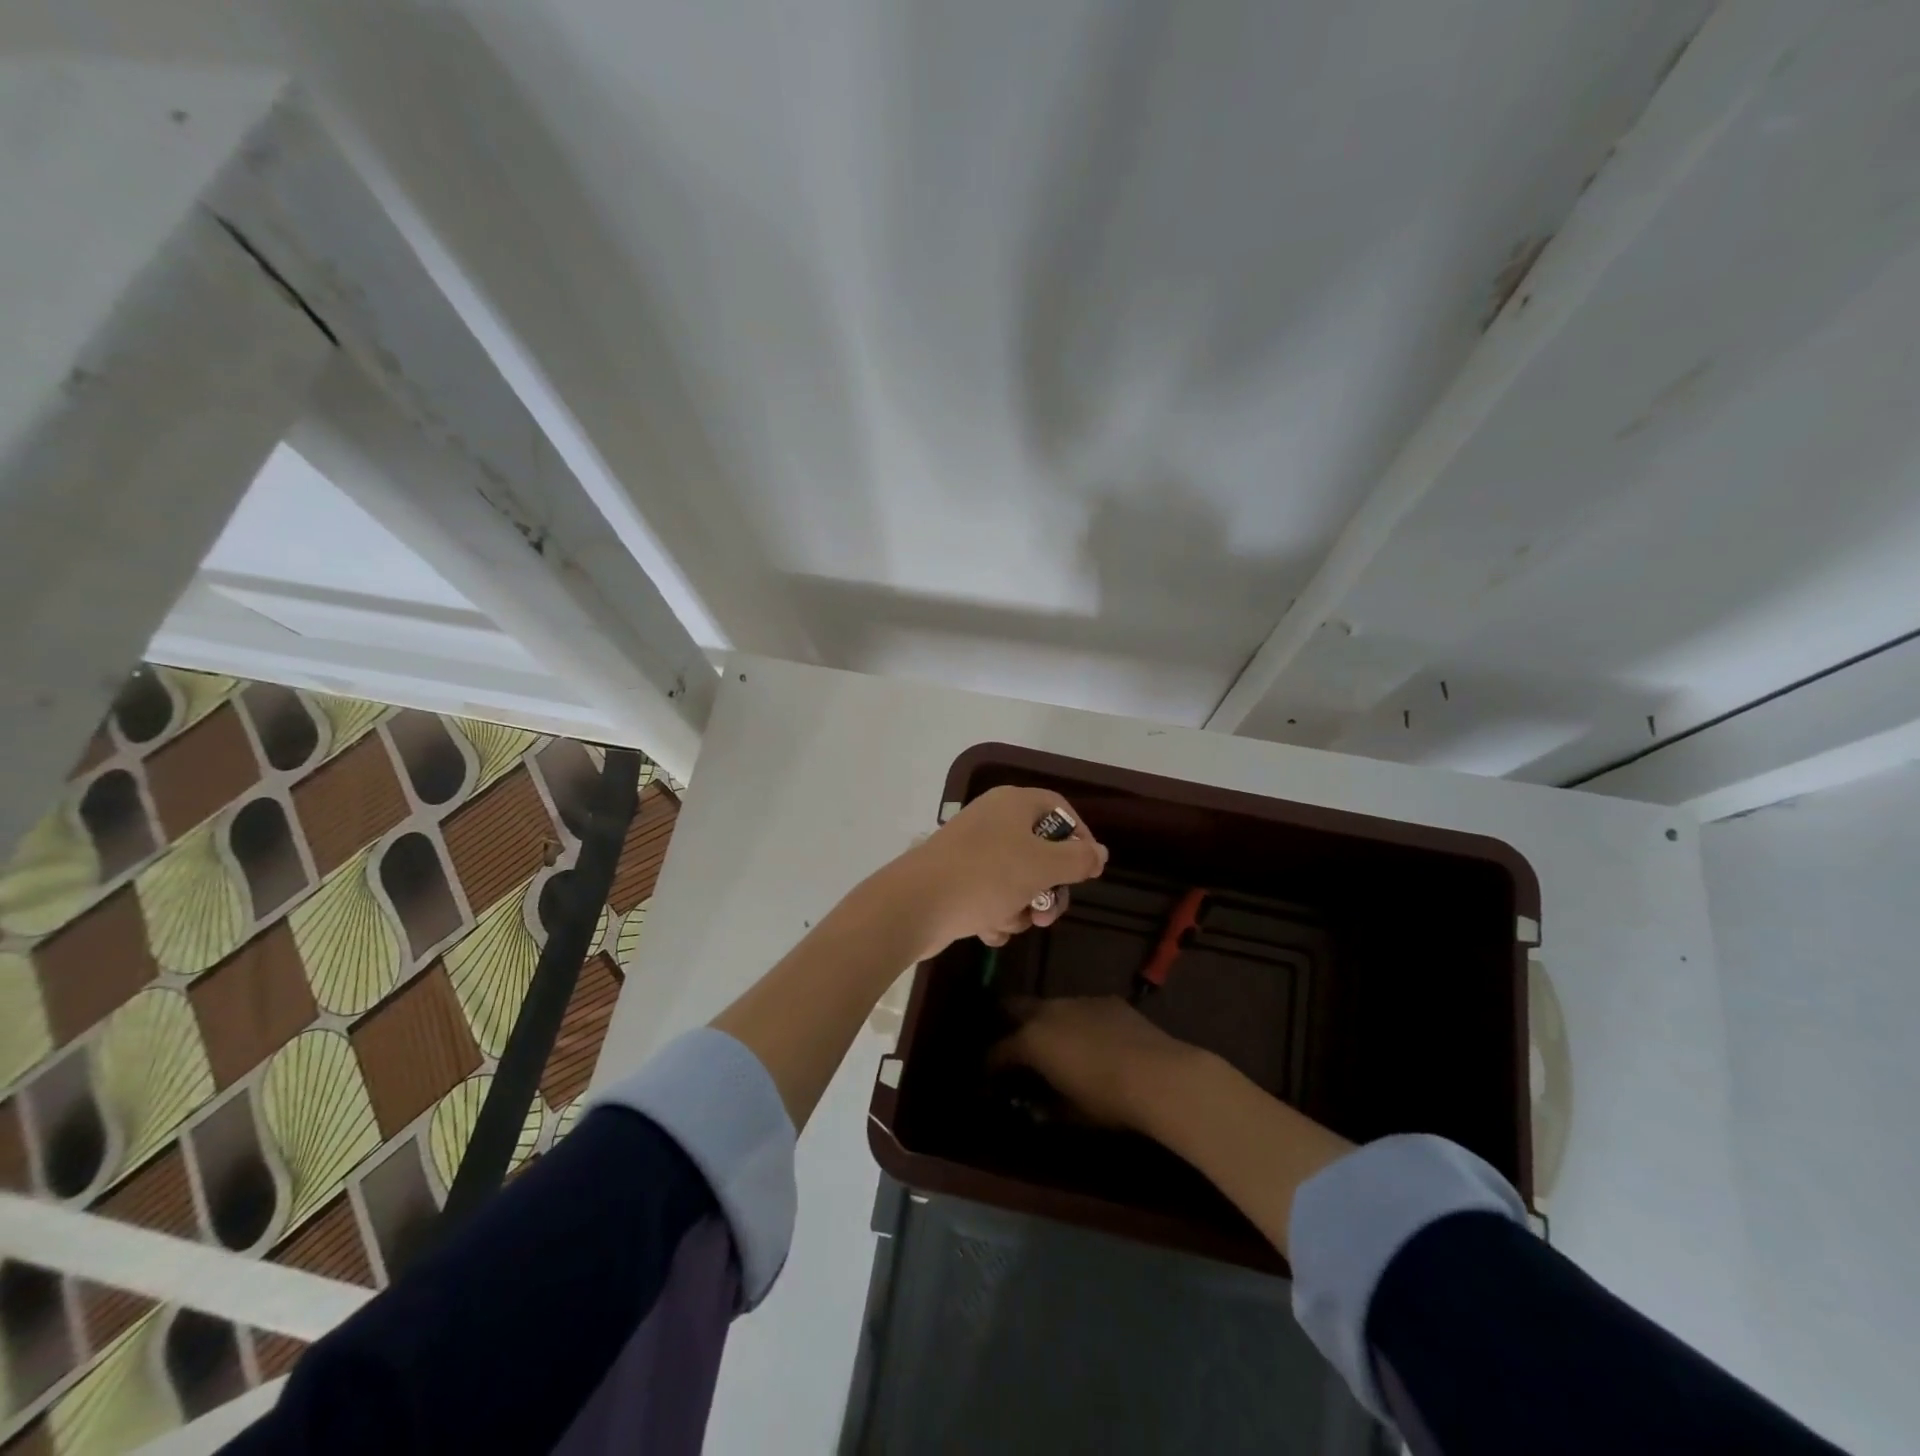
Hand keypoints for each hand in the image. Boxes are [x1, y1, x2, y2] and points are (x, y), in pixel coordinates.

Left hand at [887, 785, 1106, 958]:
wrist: (915, 904)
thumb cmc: (985, 876)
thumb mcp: (1042, 865)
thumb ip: (1078, 859)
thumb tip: (1100, 852)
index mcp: (1013, 804)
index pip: (1059, 809)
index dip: (1079, 837)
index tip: (1087, 871)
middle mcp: (993, 820)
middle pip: (1041, 851)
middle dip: (1049, 888)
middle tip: (1046, 915)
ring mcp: (972, 851)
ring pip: (1017, 880)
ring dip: (1021, 907)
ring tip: (1009, 921)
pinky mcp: (957, 879)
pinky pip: (991, 896)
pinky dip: (995, 914)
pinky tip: (987, 929)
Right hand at [993, 996, 1202, 1131]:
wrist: (1158, 1074)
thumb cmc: (1106, 1099)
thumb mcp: (1069, 1112)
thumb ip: (1045, 1105)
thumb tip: (1034, 1105)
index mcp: (1031, 1040)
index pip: (998, 1049)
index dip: (990, 1065)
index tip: (987, 1078)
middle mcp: (1048, 1011)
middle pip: (1015, 1008)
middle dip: (1008, 1024)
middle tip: (1012, 1046)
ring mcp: (1078, 1000)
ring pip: (1049, 1006)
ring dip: (1044, 1022)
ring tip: (1053, 1044)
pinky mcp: (1106, 1000)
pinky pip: (1080, 1008)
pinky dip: (1076, 1021)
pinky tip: (1090, 1040)